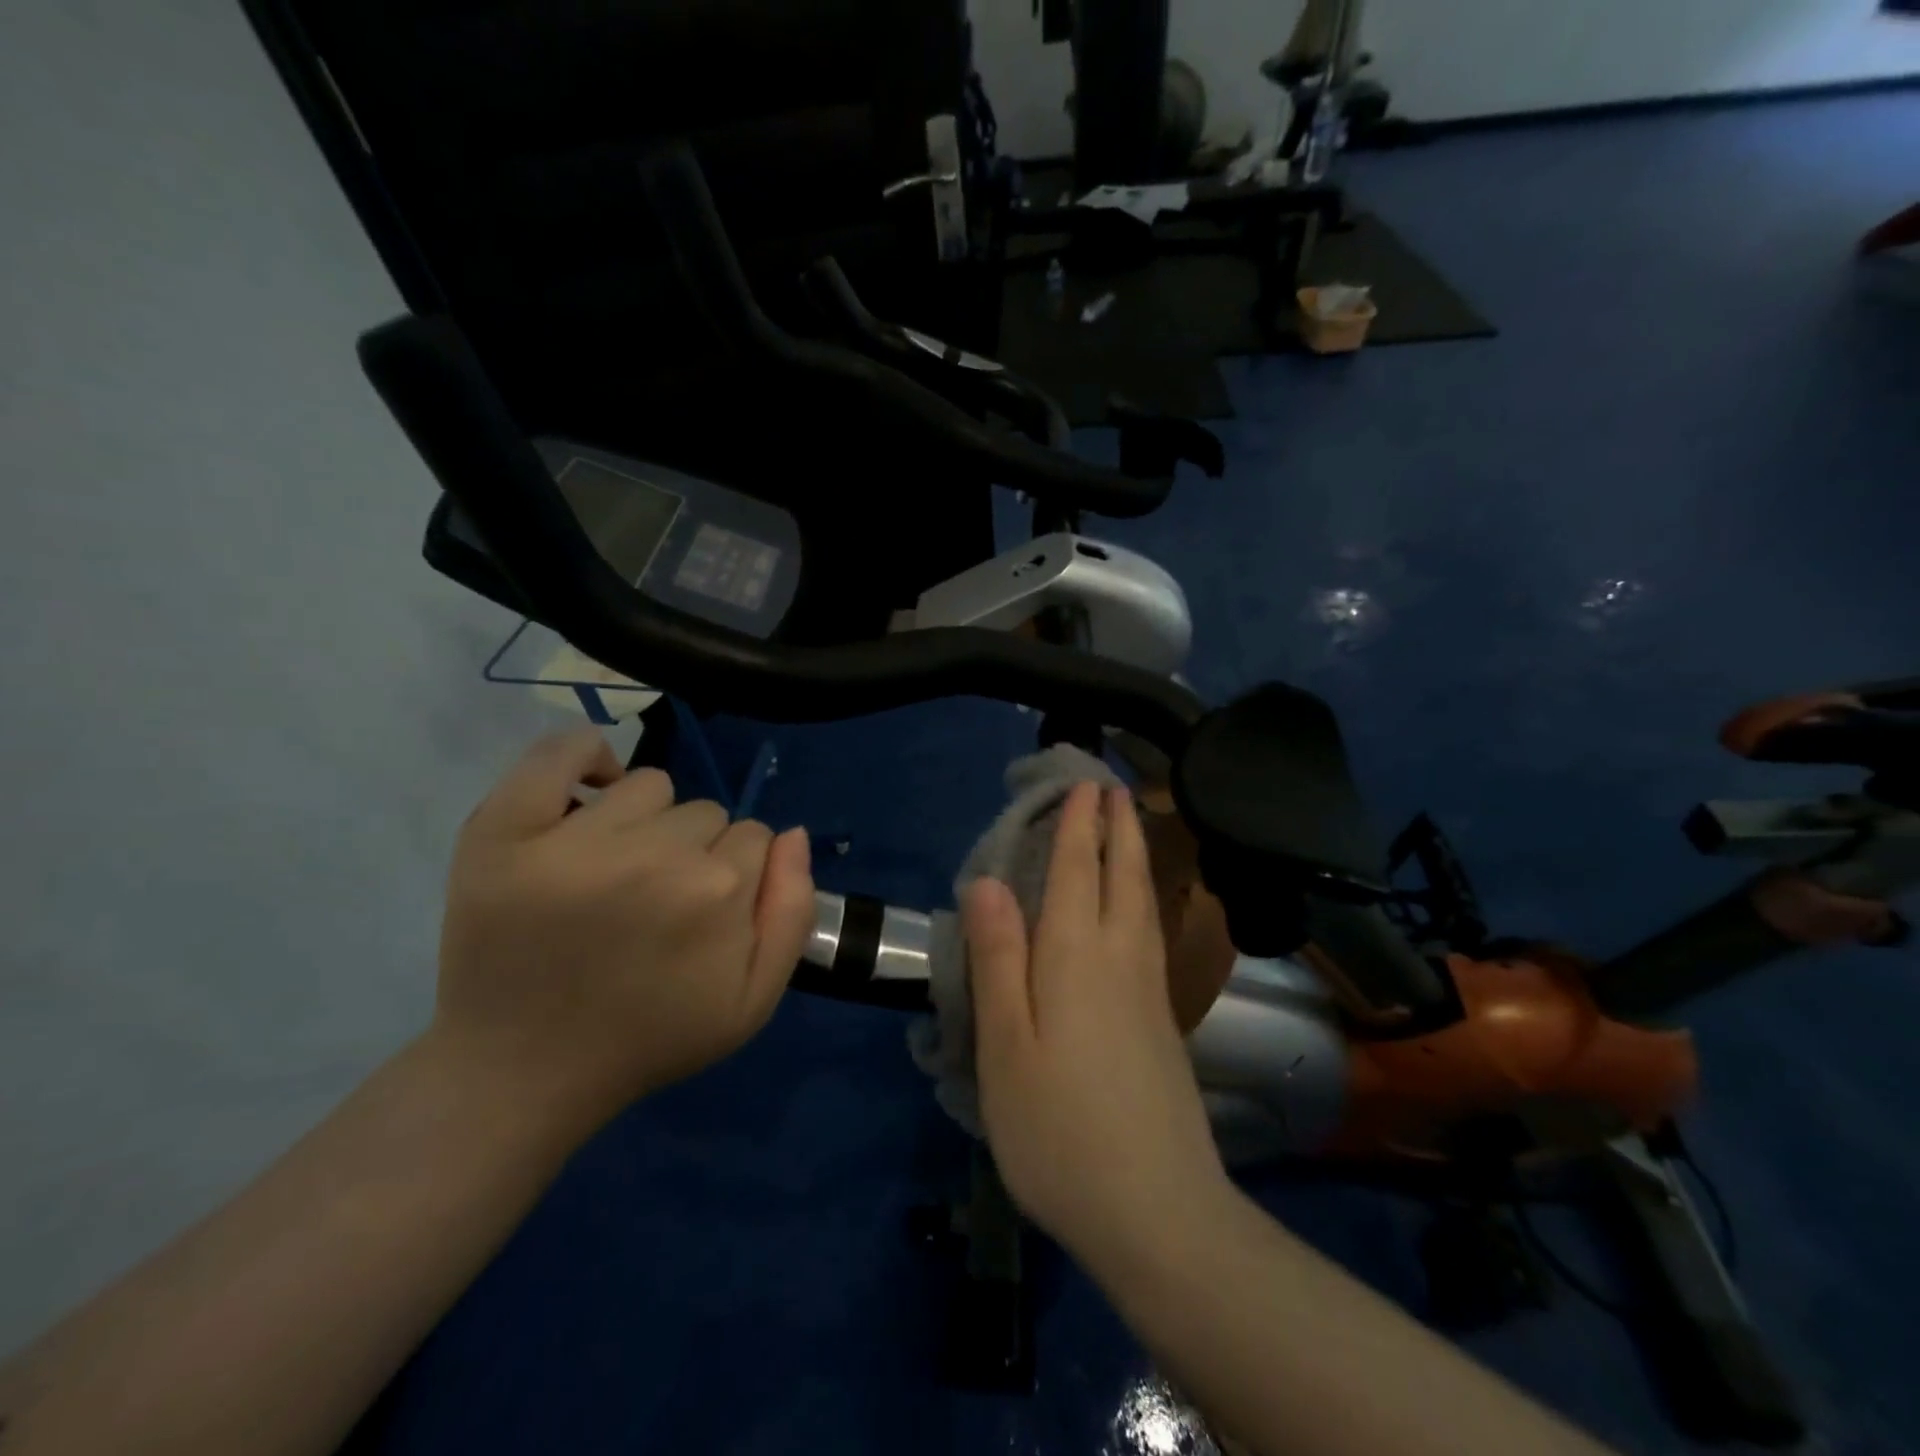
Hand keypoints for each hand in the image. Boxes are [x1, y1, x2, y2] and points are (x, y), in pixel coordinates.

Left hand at [433, 730, 814, 1127]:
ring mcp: (575, 839)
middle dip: (695, 850)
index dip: (737, 874)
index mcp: (720, 890)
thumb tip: (792, 834)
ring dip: (646, 820)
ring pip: (650, 785)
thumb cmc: (650, 1038)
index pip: (754, 836)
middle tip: (657, 904)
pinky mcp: (505, 831)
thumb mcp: (753, 1001)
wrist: (524, 1072)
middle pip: (705, 812)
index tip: (706, 914)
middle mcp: (656, 853)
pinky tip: (589, 790)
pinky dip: (583, 756)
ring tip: (618, 871)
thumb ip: (793, 911)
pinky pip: (558, 753)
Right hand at [963, 783, 1228, 1267]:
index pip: (1075, 872)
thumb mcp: (1007, 1045)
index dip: (1076, 826)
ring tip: (1133, 825)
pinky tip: (1141, 908)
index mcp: (1075, 957)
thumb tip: (984, 883)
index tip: (1082, 784)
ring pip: (1144, 903)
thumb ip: (998, 958)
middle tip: (1114, 786)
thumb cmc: (1060, 1130)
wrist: (1158, 1213)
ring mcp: (1148, 991)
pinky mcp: (1162, 1022)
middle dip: (1118, 826)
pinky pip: (1151, 932)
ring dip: (1136, 856)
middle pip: (1122, 876)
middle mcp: (1119, 960)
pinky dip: (1144, 898)